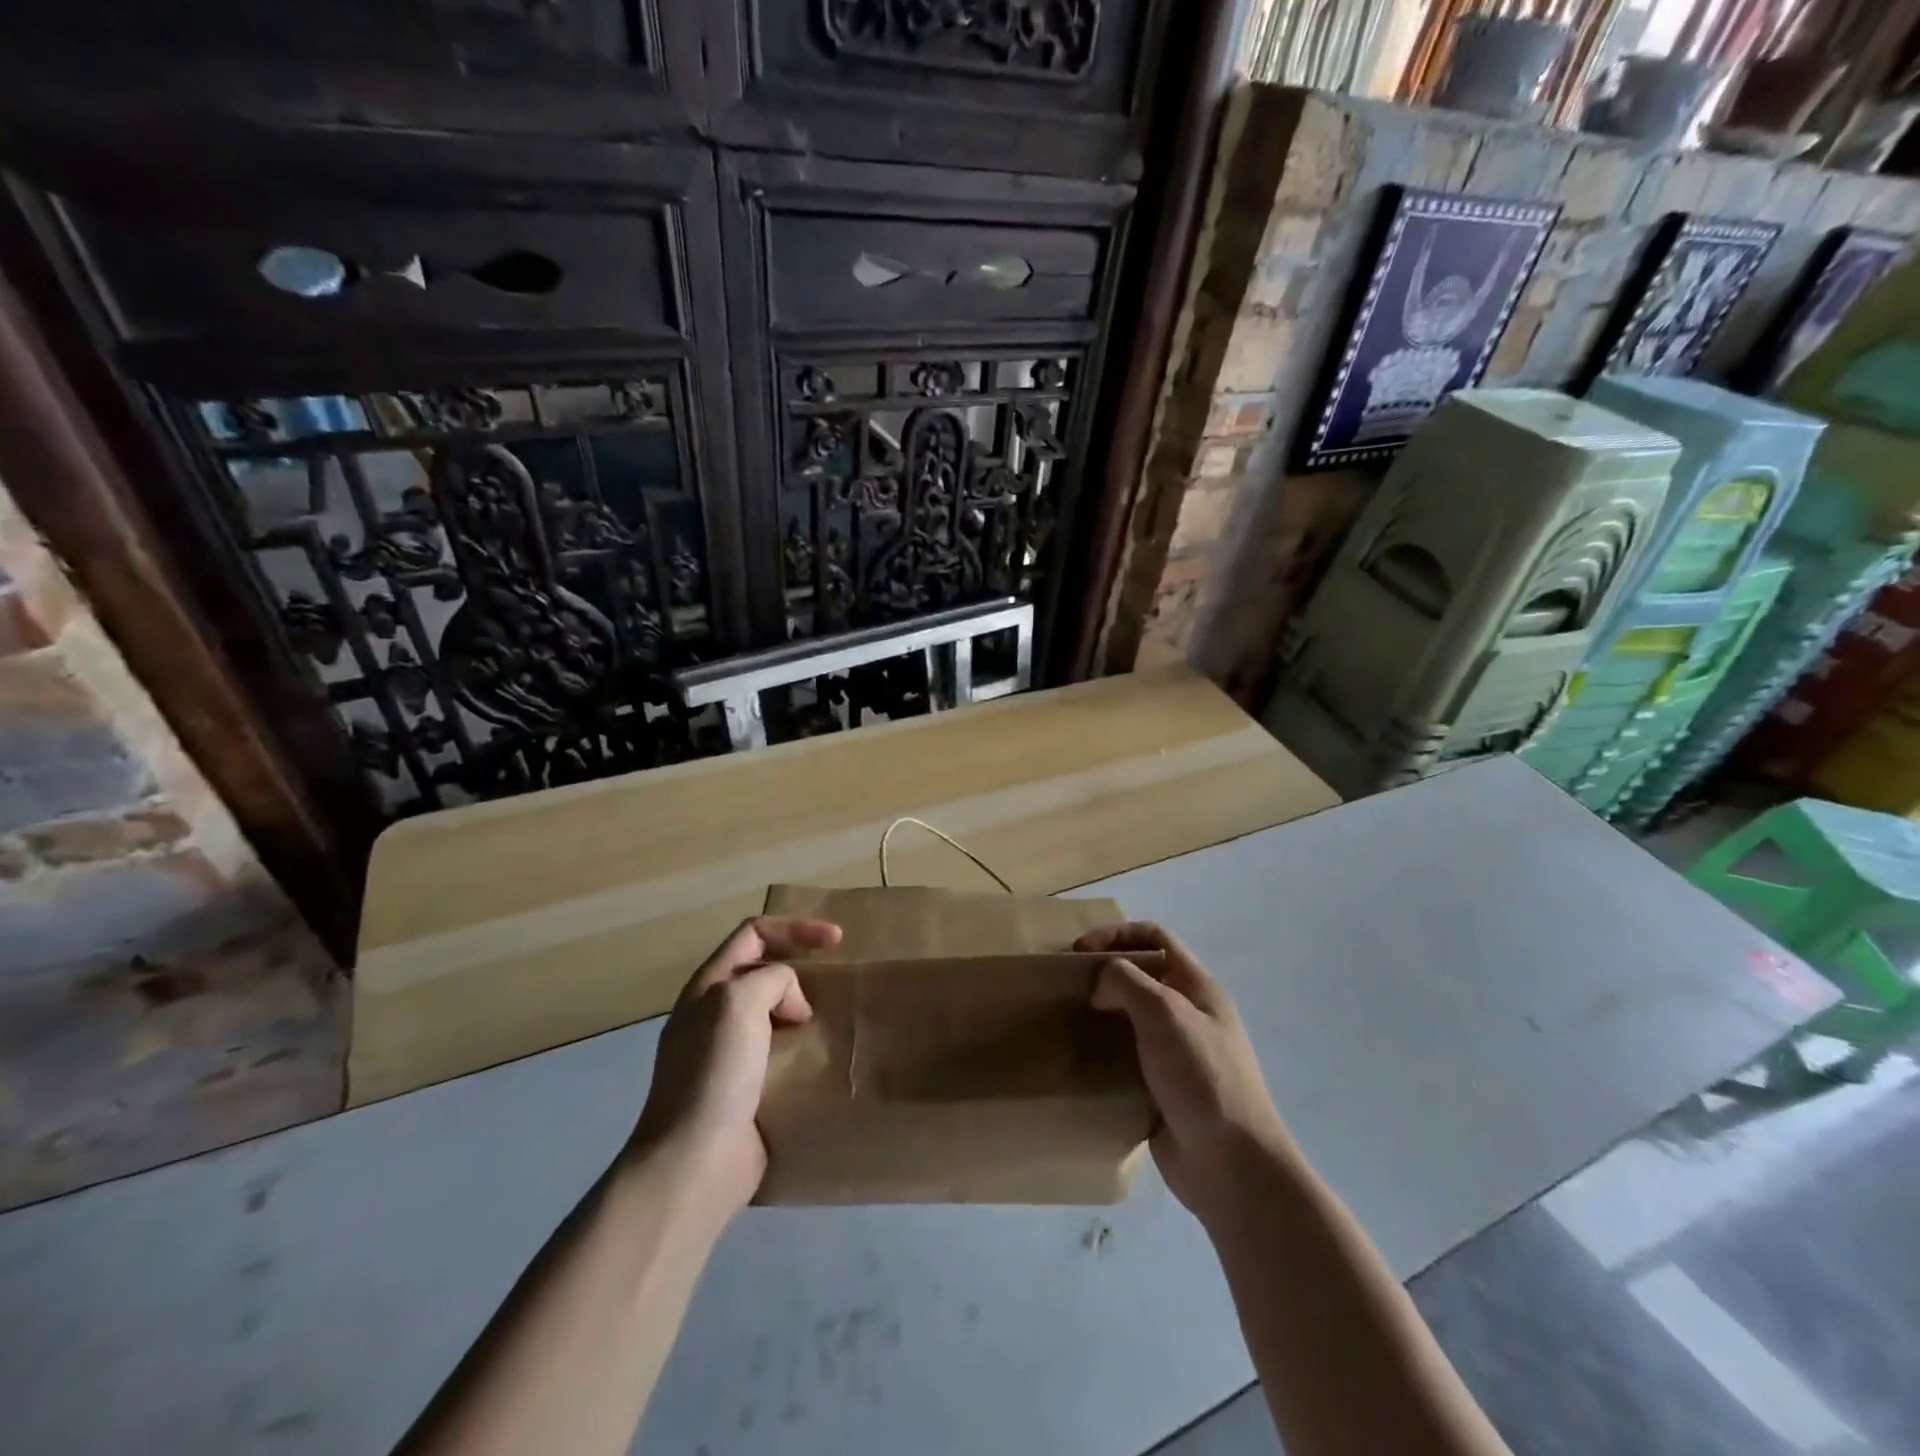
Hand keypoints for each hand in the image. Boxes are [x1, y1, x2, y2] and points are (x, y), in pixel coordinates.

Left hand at [632, 915, 841, 1212]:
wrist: (696, 1162)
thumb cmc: (714, 1073)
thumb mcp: (738, 1002)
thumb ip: (771, 980)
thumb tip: (792, 1004)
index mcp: (708, 986)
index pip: (754, 933)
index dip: (795, 928)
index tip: (836, 940)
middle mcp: (715, 1013)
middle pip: (764, 969)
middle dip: (801, 965)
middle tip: (836, 978)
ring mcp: (730, 1052)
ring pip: (775, 1011)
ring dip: (806, 1007)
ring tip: (836, 1015)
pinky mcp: (747, 1087)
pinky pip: (782, 1051)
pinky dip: (805, 1045)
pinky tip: (824, 1056)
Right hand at [1076, 922, 1292, 1225]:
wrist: (1230, 1164)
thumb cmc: (1202, 1075)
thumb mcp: (1165, 1012)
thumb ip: (1127, 982)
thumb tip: (1101, 984)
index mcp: (1198, 987)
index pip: (1156, 937)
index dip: (1117, 934)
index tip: (1080, 951)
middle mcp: (1188, 1014)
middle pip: (1141, 976)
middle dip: (1104, 974)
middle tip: (1068, 987)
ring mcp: (1176, 1054)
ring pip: (1130, 1019)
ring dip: (1100, 1015)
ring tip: (1067, 1022)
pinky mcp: (1160, 1090)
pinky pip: (1126, 1059)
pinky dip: (1103, 1055)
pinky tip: (1080, 1062)